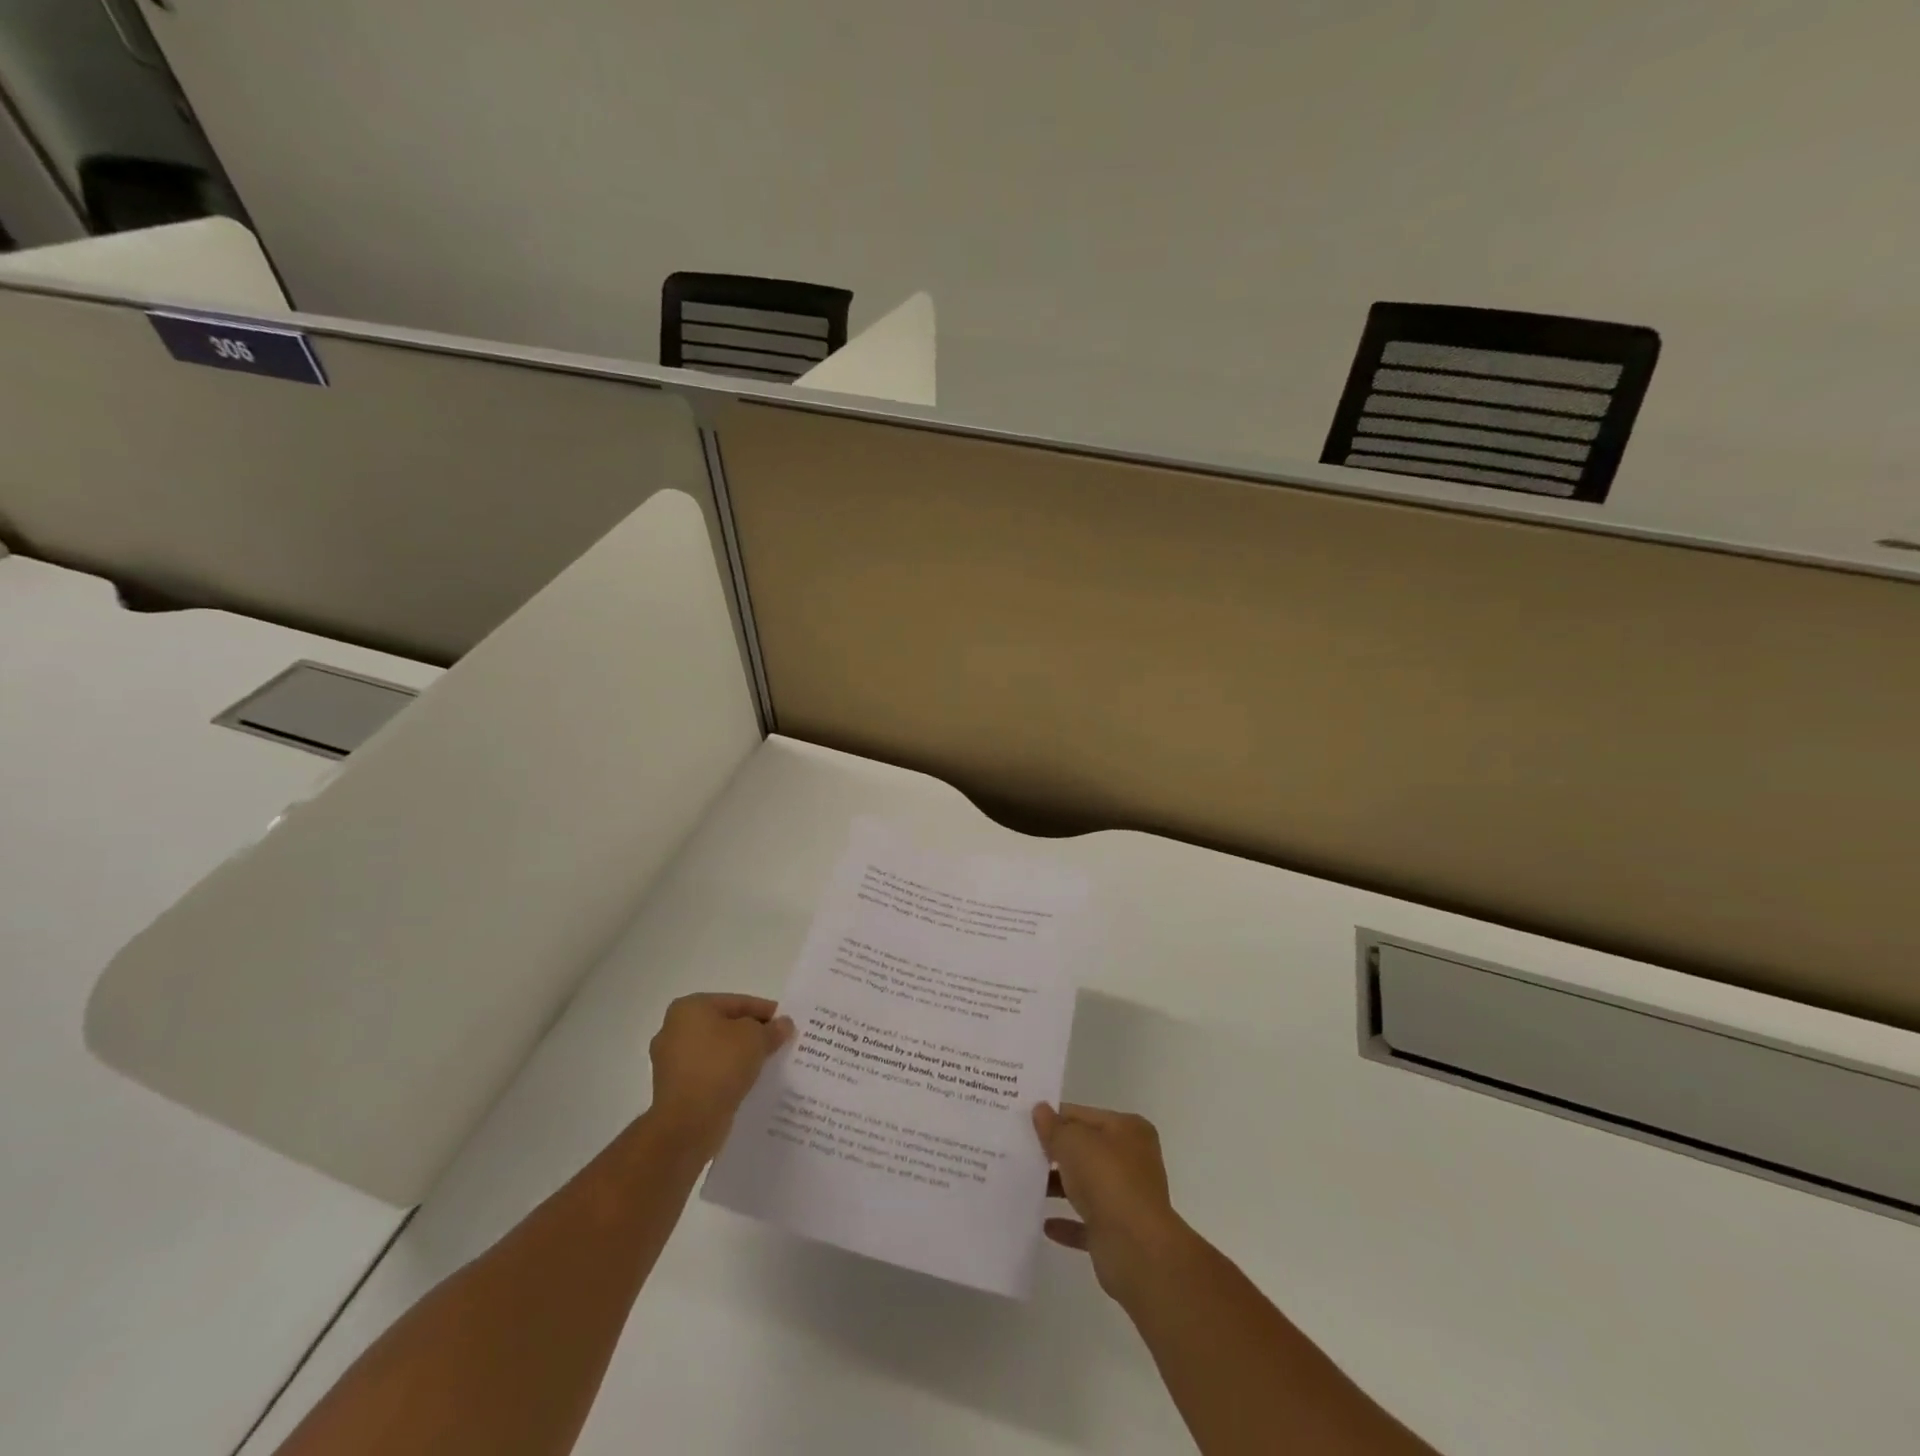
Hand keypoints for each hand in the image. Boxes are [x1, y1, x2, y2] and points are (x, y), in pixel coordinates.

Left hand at [648, 993, 793, 1155]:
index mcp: (690, 1008)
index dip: (766, 1011)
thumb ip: (771, 1029)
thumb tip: (783, 1024)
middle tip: (779, 1043)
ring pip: (717, 1052)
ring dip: (740, 1057)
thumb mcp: (755, 1039)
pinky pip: (709, 1074)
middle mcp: (674, 1030)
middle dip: (752, 1035)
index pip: (738, 1002)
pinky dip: (727, 1076)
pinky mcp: (674, 1089)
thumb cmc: (719, 1067)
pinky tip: (748, 1083)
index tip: (787, 1023)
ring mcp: (671, 1062)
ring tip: (768, 1064)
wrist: (686, 1124)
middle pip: (725, 1026)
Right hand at [1034, 1102, 1189, 1303]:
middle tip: (1019, 1151)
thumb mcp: (1073, 1142)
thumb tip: (1040, 1110)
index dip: (1055, 1117)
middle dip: (1056, 1153)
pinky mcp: (1118, 1233)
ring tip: (1025, 1184)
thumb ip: (1054, 1127)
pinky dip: (1067, 1221)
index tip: (1025, 1122)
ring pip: (1086, 1186)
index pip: (1083, 1115)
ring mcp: (1127, 1198)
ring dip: (1059, 1186)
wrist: (1137, 1250)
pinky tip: (1044, 1223)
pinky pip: (1087, 1221)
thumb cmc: (1107, 1180)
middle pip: (1086, 1150)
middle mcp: (1132, 1160)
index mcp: (1128, 1130)